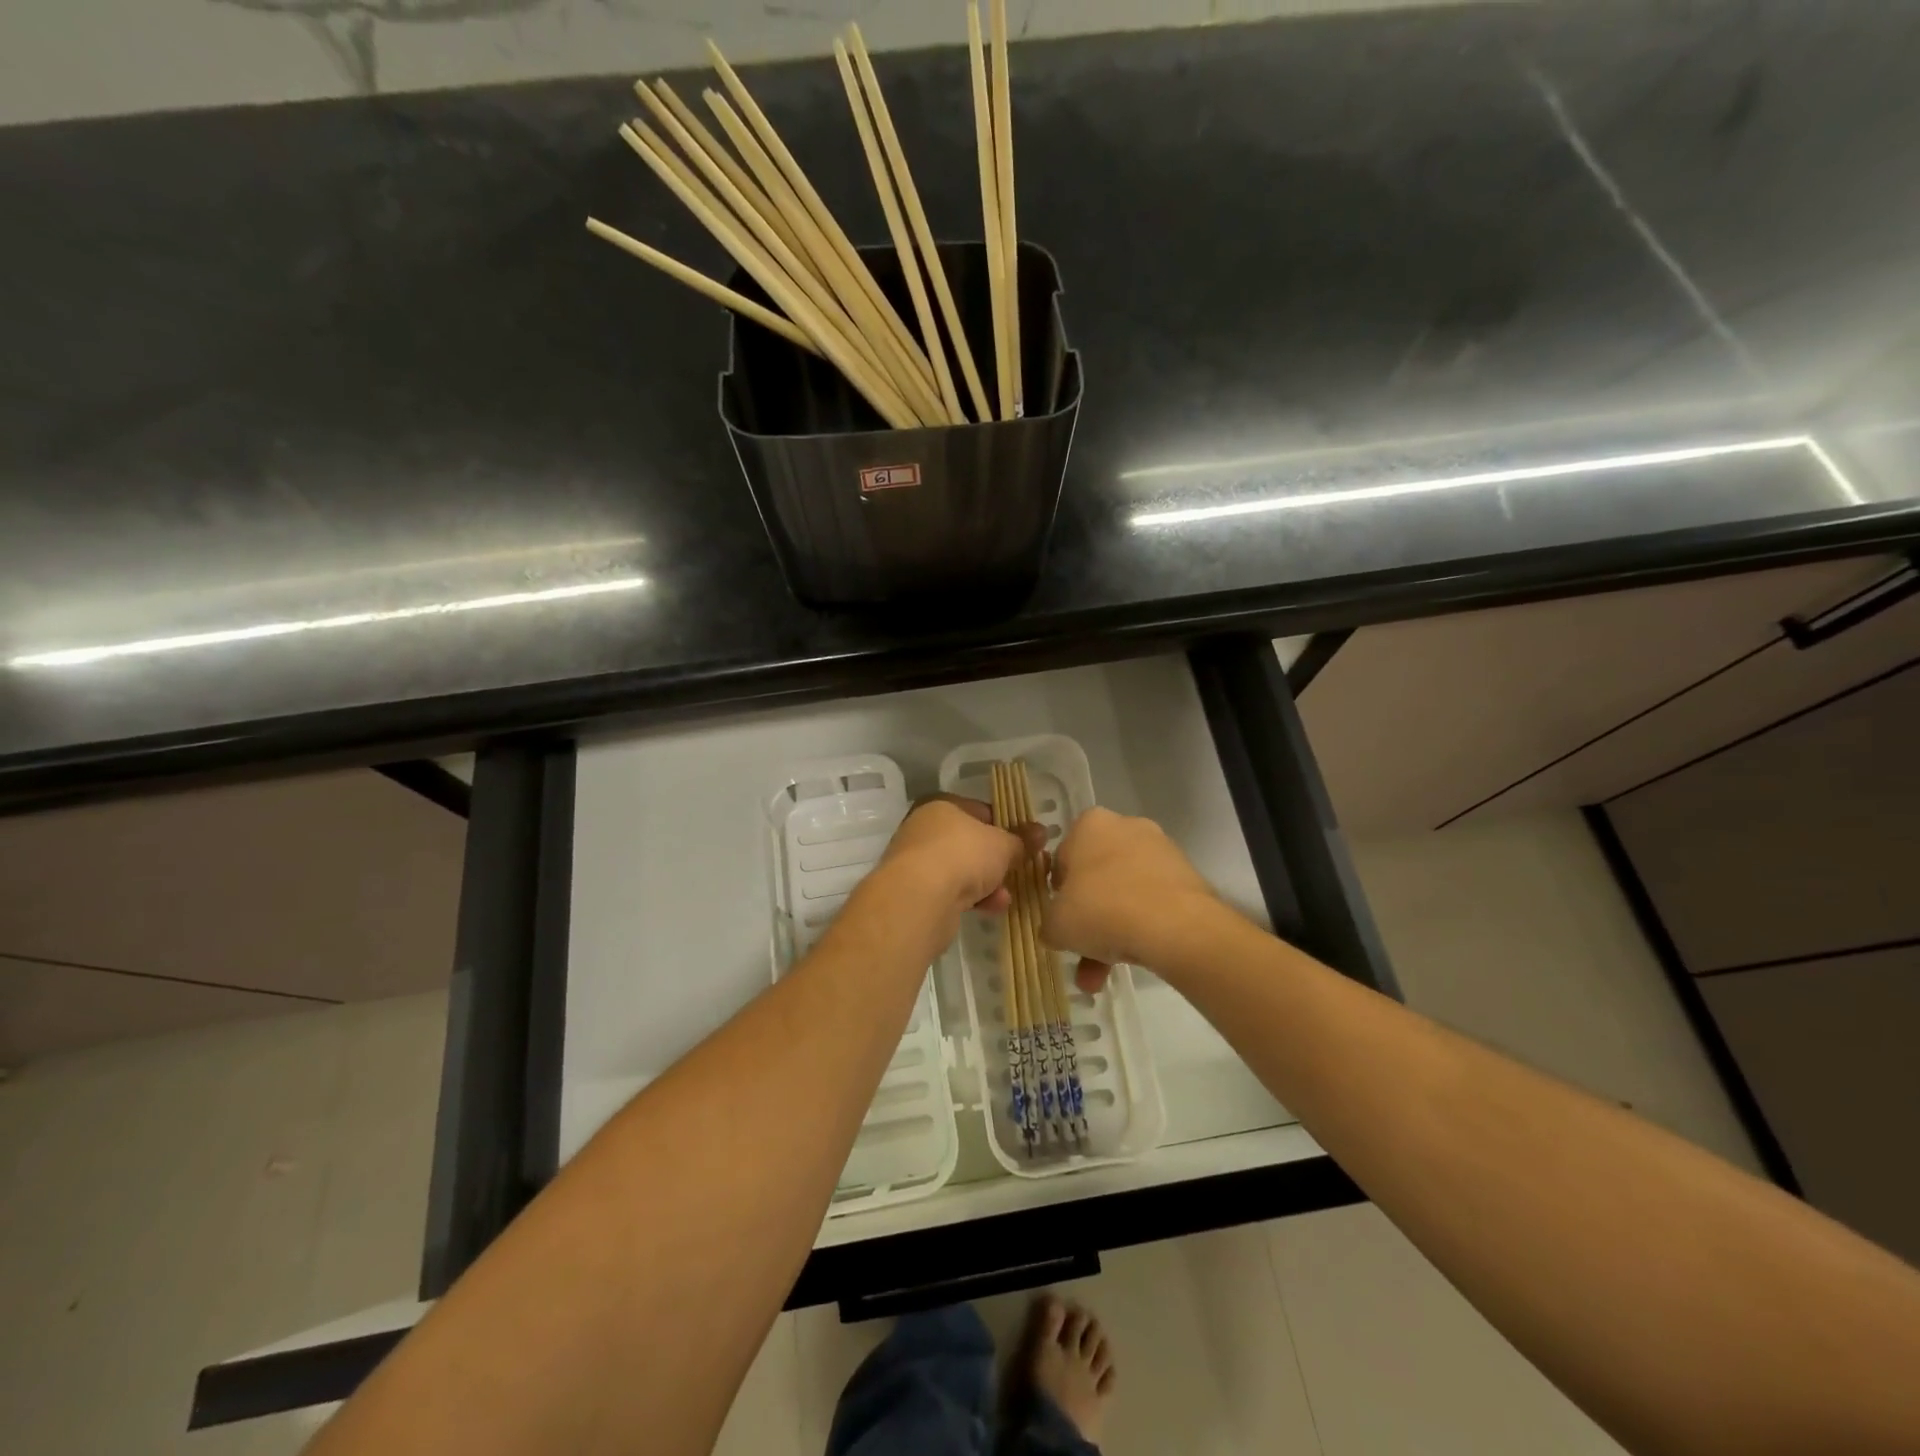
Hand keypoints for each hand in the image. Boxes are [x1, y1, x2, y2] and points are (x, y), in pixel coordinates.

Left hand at [877, 795, 1042, 920]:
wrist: (919, 897)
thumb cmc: (963, 855)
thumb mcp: (1002, 845)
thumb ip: (1022, 840)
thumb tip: (1041, 832)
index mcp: (942, 806)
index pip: (980, 810)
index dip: (1006, 826)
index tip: (1025, 842)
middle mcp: (924, 829)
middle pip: (970, 843)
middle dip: (997, 860)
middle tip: (1020, 870)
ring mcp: (917, 861)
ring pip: (961, 869)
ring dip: (987, 882)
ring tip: (1008, 895)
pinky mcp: (915, 892)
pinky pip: (951, 890)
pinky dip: (972, 897)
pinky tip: (992, 907)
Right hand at [1040, 807, 1222, 990]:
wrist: (1176, 926)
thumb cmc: (1102, 910)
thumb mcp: (1057, 925)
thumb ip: (1050, 924)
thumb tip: (1057, 930)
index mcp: (1089, 824)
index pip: (1063, 858)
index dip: (1058, 893)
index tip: (1061, 919)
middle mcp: (1126, 827)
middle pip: (1097, 878)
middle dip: (1088, 919)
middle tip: (1082, 951)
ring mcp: (1160, 851)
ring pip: (1125, 894)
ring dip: (1112, 933)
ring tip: (1104, 976)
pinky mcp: (1186, 876)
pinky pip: (1152, 903)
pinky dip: (1141, 929)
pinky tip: (1134, 961)